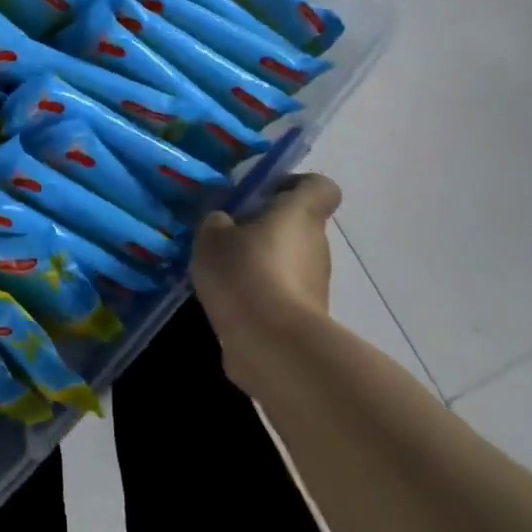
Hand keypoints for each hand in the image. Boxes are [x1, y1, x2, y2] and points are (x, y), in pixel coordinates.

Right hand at [192, 173, 341, 349]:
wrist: (273, 347)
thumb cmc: (245, 273)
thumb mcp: (211, 236)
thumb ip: (218, 222)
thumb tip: (225, 224)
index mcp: (299, 214)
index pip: (320, 187)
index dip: (295, 184)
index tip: (263, 193)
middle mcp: (316, 245)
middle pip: (296, 225)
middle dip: (264, 228)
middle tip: (226, 235)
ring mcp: (315, 285)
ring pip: (287, 262)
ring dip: (260, 264)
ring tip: (221, 274)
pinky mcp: (306, 319)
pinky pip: (281, 295)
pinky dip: (259, 297)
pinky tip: (228, 306)